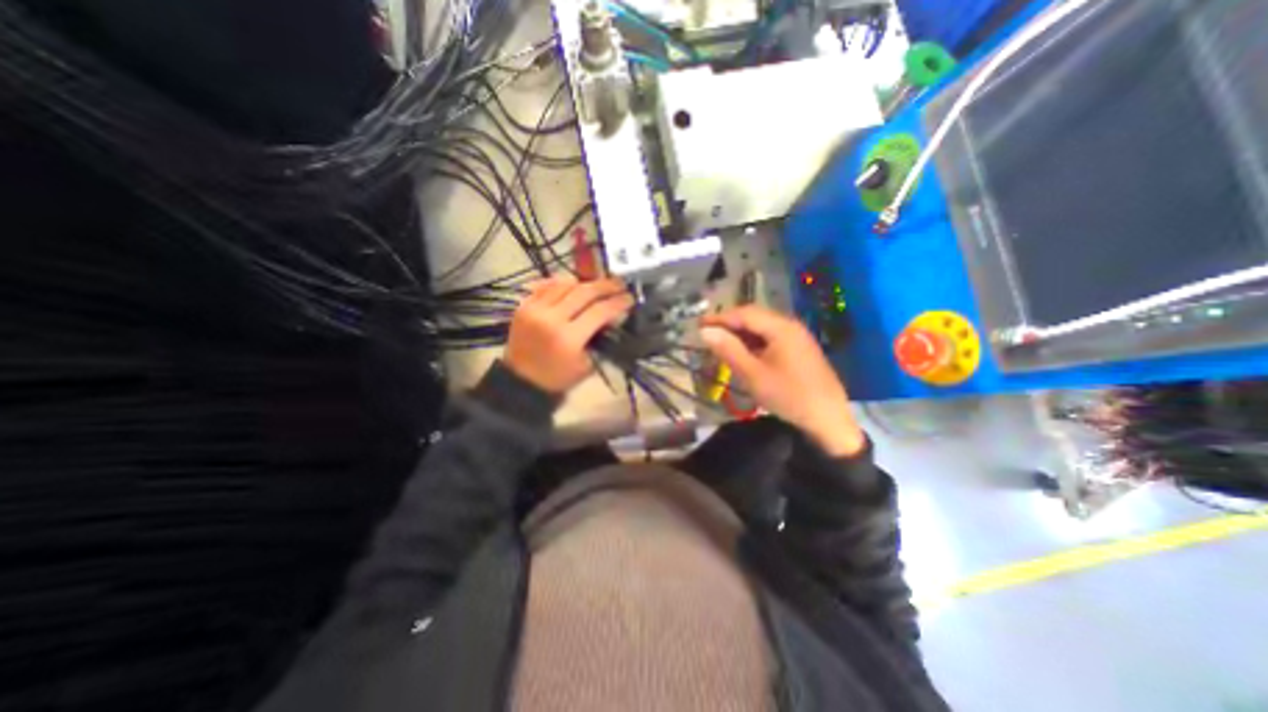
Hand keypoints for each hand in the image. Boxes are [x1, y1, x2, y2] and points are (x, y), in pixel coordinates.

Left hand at [501, 275, 627, 395]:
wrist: (522, 380)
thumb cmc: (559, 377)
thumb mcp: (587, 364)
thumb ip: (600, 338)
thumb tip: (613, 316)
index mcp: (569, 338)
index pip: (599, 311)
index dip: (618, 302)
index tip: (629, 298)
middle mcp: (551, 318)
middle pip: (584, 292)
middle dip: (606, 286)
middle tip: (619, 284)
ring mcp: (535, 309)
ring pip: (565, 284)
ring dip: (585, 282)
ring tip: (598, 284)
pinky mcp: (524, 305)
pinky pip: (546, 285)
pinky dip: (562, 282)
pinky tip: (574, 283)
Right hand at [698, 307, 866, 456]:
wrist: (828, 419)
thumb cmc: (788, 395)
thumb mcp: (753, 374)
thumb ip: (728, 350)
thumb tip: (705, 331)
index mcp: (781, 327)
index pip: (744, 313)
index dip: (720, 317)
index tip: (699, 325)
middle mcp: (790, 325)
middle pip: (754, 317)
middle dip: (729, 324)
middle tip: (708, 334)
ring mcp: (797, 336)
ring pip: (762, 328)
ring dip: (741, 333)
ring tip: (721, 344)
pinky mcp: (799, 349)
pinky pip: (771, 338)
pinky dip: (753, 342)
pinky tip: (744, 353)